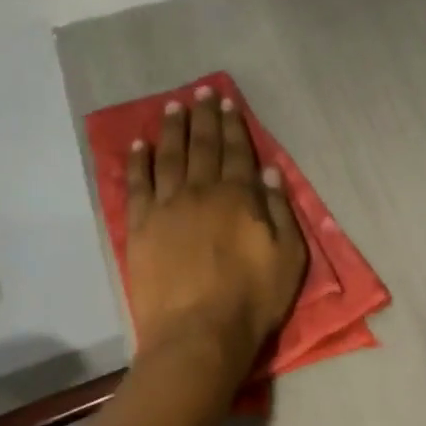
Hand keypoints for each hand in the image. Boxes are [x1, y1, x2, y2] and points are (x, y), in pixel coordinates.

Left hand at [125, 86, 307, 373]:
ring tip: (173, 107)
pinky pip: (138, 184)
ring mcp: (167, 207)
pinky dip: (138, 162)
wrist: (198, 333)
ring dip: (172, 130)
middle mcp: (201, 192)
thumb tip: (268, 173)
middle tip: (201, 92)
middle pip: (202, 146)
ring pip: (169, 157)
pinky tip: (139, 145)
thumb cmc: (251, 301)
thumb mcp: (287, 259)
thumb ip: (280, 212)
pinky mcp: (141, 227)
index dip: (233, 126)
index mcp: (239, 198)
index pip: (237, 153)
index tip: (227, 103)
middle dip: (203, 117)